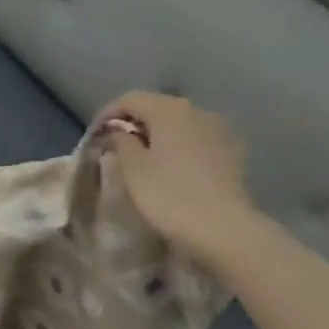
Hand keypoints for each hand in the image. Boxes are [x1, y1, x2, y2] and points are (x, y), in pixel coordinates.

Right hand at [98, 92, 261, 265]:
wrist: (226, 229)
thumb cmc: (170, 196)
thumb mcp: (133, 169)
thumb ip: (121, 142)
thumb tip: (119, 131)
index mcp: (169, 110)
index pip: (130, 99)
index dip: (107, 113)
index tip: (95, 135)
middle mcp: (197, 111)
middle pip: (157, 107)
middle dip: (134, 123)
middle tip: (116, 146)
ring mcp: (219, 130)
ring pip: (180, 123)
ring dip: (158, 135)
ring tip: (144, 158)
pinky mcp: (233, 152)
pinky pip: (197, 140)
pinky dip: (180, 146)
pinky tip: (174, 168)